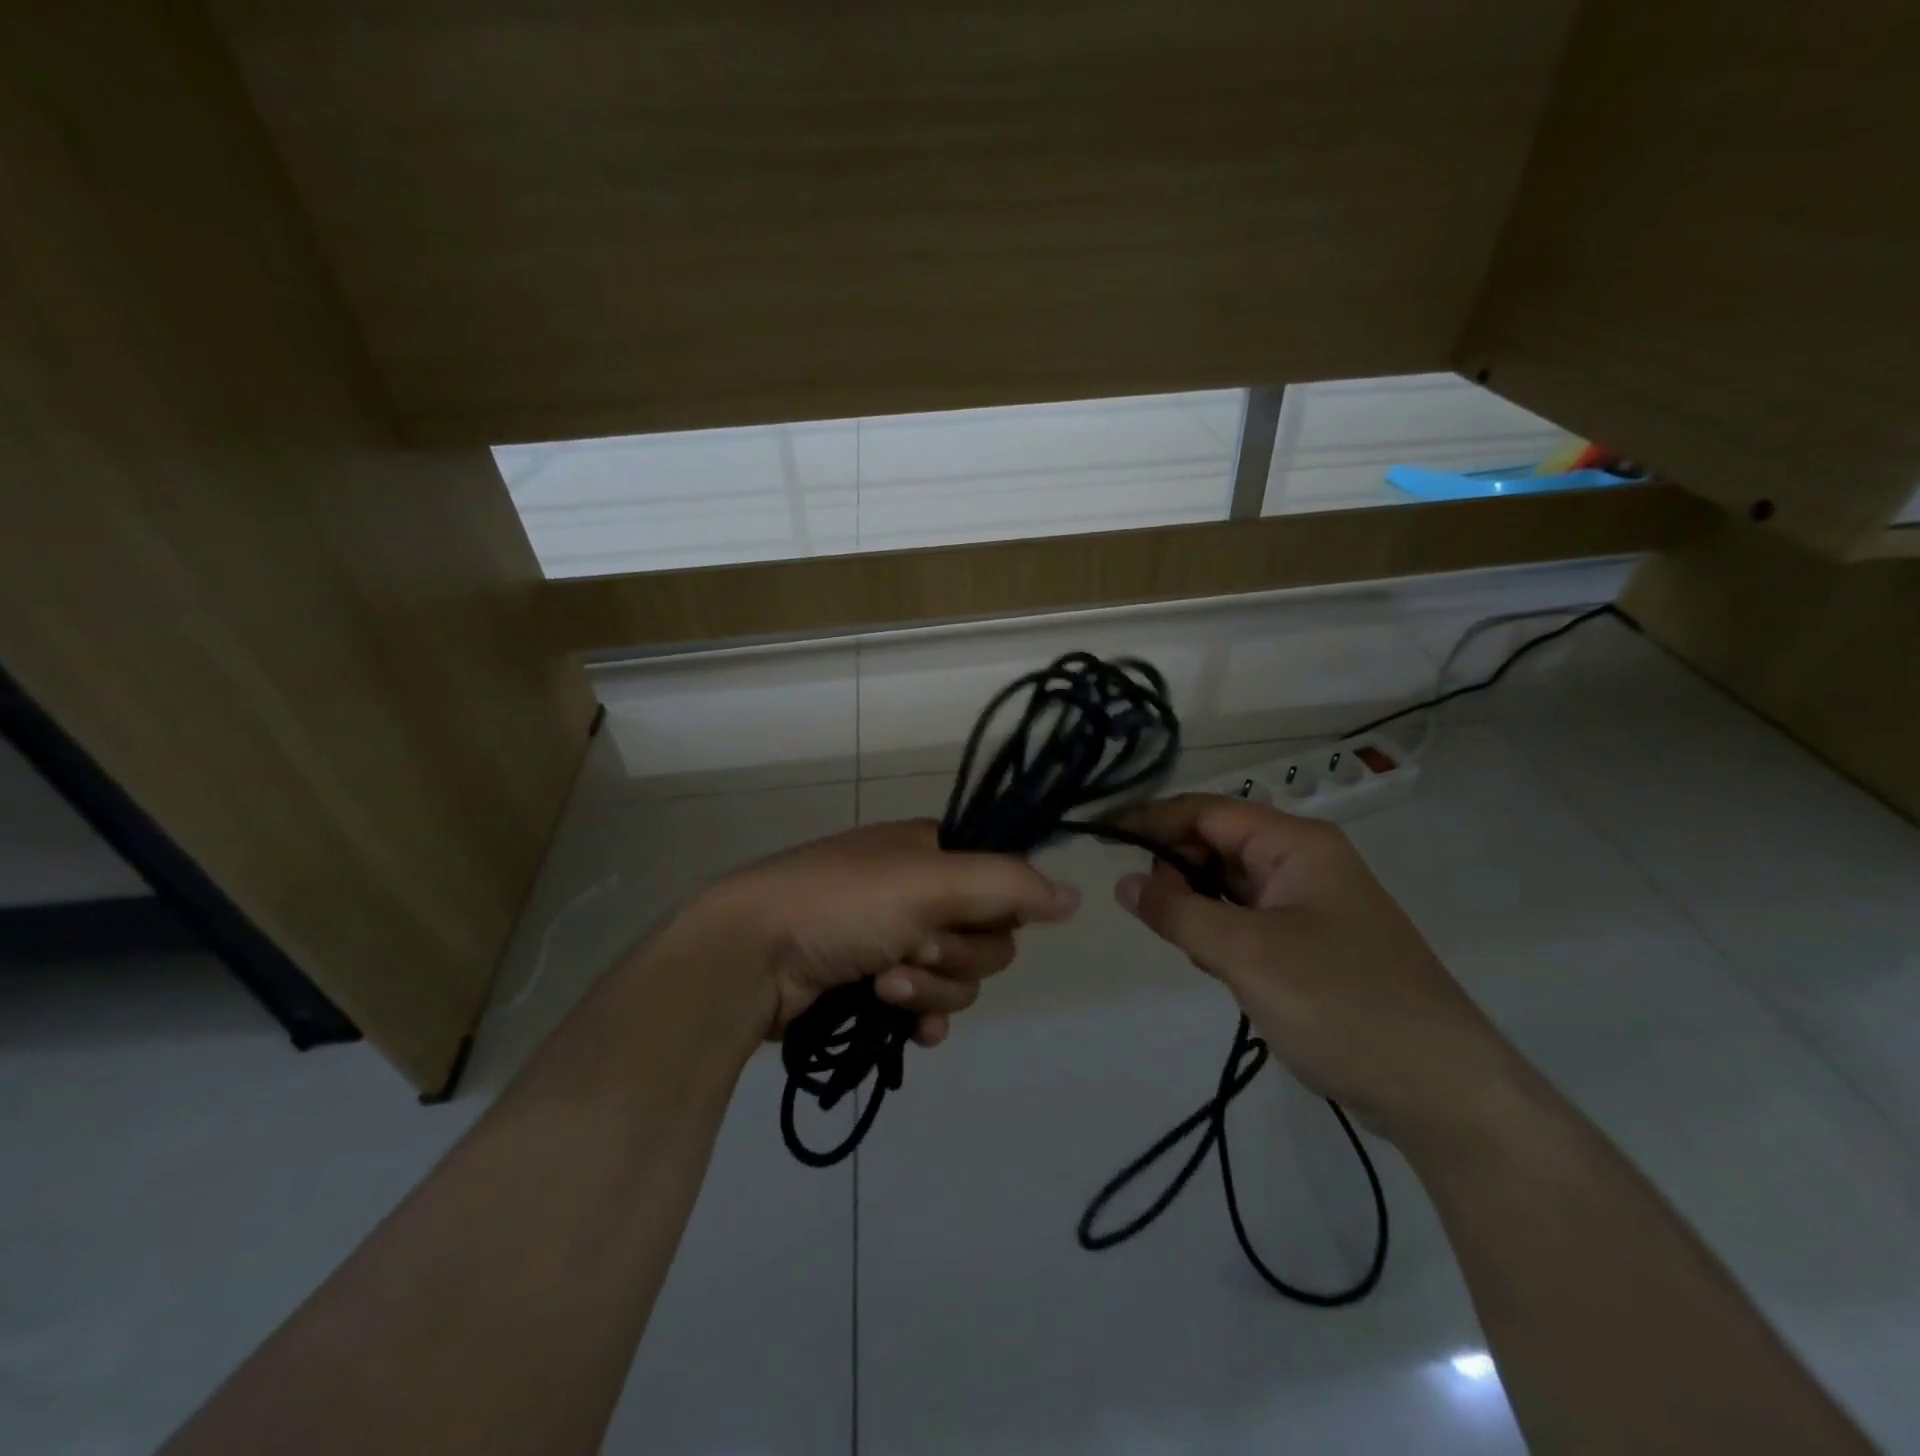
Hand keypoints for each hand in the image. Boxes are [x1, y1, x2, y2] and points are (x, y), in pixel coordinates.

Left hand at [682, 819, 1079, 1047]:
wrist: (751, 956)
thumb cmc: (844, 903)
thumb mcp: (930, 881)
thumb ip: (1008, 884)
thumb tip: (1076, 896)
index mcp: (932, 852)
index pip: (1003, 883)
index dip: (995, 910)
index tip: (969, 918)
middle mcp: (919, 891)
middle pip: (987, 938)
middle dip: (954, 954)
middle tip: (911, 949)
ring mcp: (895, 939)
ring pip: (959, 977)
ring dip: (930, 987)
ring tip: (884, 984)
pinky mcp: (875, 986)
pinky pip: (929, 1007)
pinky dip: (922, 1017)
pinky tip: (905, 1027)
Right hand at [1114, 794, 1515, 1141]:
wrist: (1443, 1092)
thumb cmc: (1342, 1005)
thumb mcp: (1247, 955)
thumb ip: (1177, 911)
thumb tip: (1123, 881)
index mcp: (1296, 844)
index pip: (1206, 812)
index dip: (1150, 821)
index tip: (1100, 840)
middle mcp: (1303, 862)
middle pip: (1217, 844)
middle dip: (1174, 868)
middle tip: (1143, 909)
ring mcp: (1309, 904)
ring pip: (1229, 885)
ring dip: (1196, 905)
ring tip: (1180, 942)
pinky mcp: (1311, 943)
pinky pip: (1247, 919)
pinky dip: (1219, 932)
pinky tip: (1212, 964)